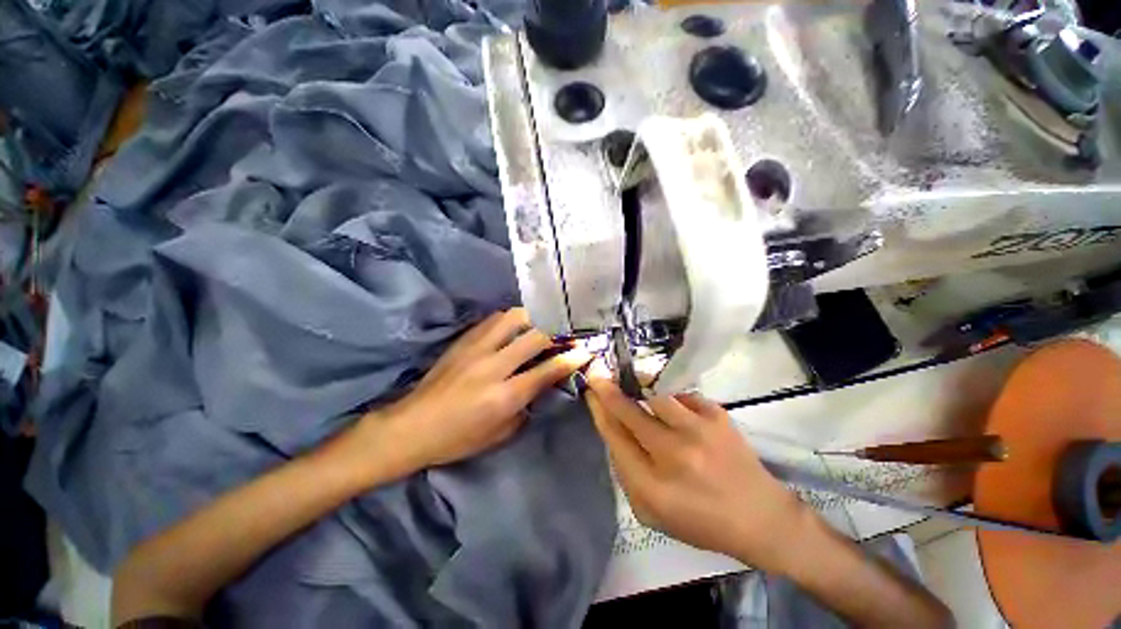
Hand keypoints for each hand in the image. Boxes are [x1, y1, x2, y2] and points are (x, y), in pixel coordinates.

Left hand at [351, 308, 590, 476]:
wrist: (411, 426)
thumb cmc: (458, 438)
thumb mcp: (500, 434)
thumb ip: (527, 406)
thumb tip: (542, 383)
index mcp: (504, 395)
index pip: (548, 370)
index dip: (571, 358)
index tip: (586, 349)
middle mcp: (493, 366)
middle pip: (535, 336)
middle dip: (558, 332)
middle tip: (567, 334)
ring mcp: (476, 349)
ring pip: (513, 318)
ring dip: (534, 319)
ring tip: (542, 325)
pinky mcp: (463, 341)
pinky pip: (494, 320)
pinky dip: (511, 319)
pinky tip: (516, 325)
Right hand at [586, 363, 808, 571]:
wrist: (761, 517)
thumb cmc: (700, 520)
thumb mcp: (652, 512)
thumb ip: (626, 472)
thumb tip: (613, 429)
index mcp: (653, 486)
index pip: (614, 436)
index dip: (598, 409)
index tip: (590, 392)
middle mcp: (674, 454)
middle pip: (629, 411)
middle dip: (608, 390)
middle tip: (598, 374)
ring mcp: (699, 431)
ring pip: (655, 394)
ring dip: (639, 385)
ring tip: (634, 381)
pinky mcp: (717, 416)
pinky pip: (681, 395)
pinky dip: (670, 396)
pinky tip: (671, 405)